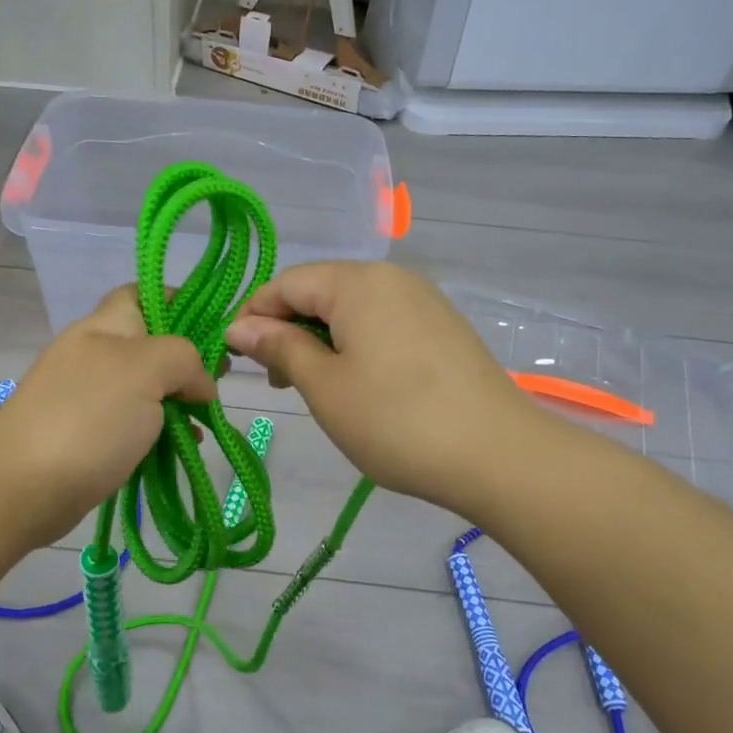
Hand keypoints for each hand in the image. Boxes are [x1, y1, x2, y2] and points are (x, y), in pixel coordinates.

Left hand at [0, 287, 215, 546]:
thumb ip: (184, 359)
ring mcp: (88, 397)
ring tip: (205, 421)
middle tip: (217, 383)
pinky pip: (132, 424)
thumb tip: (201, 384)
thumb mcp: (145, 370)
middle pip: (151, 344)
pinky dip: (159, 432)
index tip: (214, 330)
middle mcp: (96, 354)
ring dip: (177, 401)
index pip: (144, 294)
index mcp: (106, 327)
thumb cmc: (87, 417)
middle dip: (188, 361)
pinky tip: (180, 447)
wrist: (21, 486)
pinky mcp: (87, 436)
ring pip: (145, 388)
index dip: (180, 302)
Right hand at [225, 262, 537, 514]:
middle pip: (320, 291)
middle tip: (276, 379)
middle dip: (288, 328)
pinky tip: (357, 383)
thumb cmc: (395, 420)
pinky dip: (356, 345)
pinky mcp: (442, 327)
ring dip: (321, 339)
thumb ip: (279, 347)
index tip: (235, 356)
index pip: (286, 283)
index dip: (253, 315)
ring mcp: (423, 300)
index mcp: (357, 282)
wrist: (497, 455)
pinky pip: (383, 322)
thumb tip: (238, 326)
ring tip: (313, 386)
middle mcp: (391, 278)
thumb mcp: (324, 386)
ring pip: (352, 308)